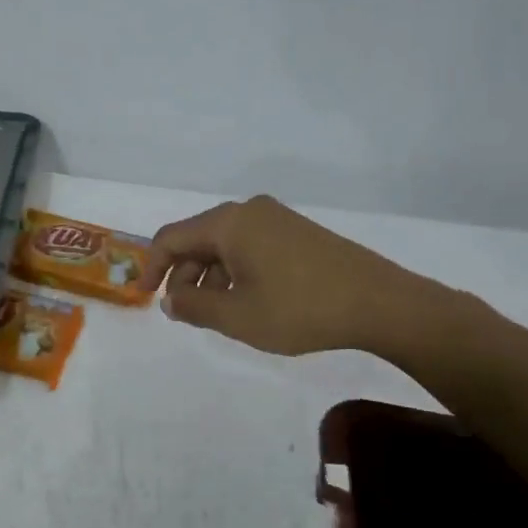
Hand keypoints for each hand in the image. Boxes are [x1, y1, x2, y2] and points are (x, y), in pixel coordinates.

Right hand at [136, 195, 447, 357]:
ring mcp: (277, 219)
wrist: (382, 303)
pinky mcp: (298, 233)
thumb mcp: (237, 316)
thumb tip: (171, 298)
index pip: (171, 237)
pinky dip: (237, 272)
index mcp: (228, 223)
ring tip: (221, 315)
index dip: (152, 267)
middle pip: (198, 239)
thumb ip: (193, 306)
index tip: (145, 298)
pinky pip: (251, 247)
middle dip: (185, 276)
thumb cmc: (300, 309)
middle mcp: (249, 211)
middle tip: (187, 314)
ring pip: (225, 245)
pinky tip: (251, 302)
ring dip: (212, 277)